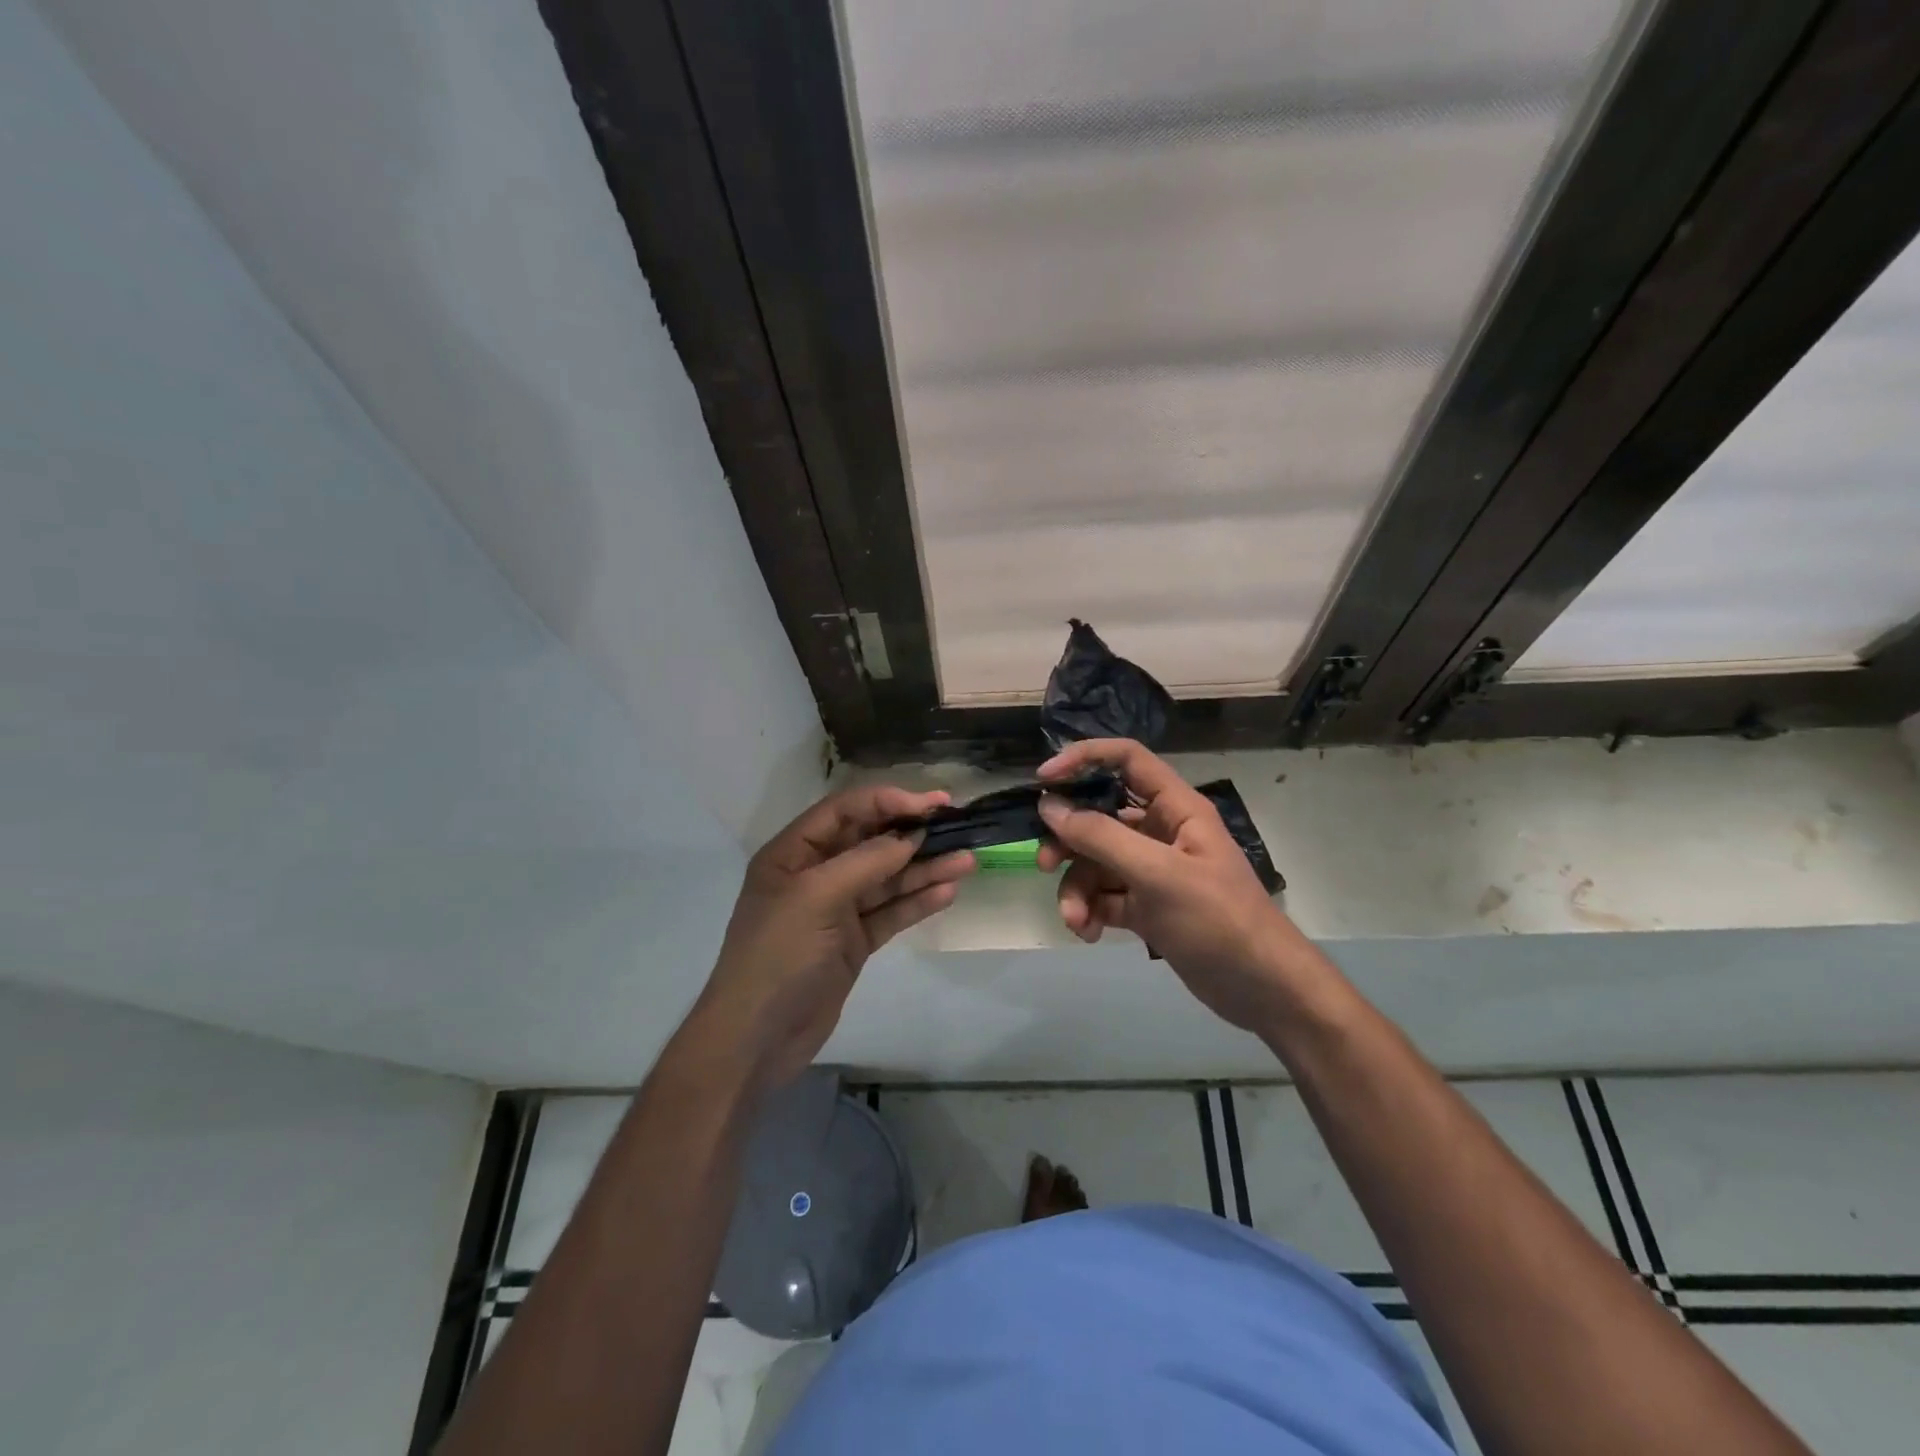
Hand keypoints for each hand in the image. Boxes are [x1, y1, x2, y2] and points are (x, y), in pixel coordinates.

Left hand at [685, 785, 975, 1089]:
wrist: (757, 1039)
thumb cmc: (778, 956)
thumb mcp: (816, 898)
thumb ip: (866, 863)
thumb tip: (910, 836)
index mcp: (792, 853)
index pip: (845, 811)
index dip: (887, 801)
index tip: (931, 804)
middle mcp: (815, 875)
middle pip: (870, 843)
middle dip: (912, 833)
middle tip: (958, 825)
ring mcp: (835, 910)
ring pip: (886, 879)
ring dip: (924, 869)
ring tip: (967, 860)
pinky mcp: (853, 942)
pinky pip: (890, 913)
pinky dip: (916, 902)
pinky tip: (947, 893)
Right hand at [1035, 740, 1310, 1033]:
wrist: (1261, 988)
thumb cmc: (1216, 918)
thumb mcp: (1157, 874)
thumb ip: (1100, 837)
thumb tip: (1049, 806)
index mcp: (1175, 808)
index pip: (1126, 760)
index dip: (1084, 759)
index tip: (1044, 781)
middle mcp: (1161, 832)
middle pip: (1100, 816)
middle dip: (1069, 840)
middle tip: (1044, 863)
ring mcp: (1152, 871)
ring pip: (1096, 862)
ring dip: (1077, 889)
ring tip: (1076, 920)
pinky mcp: (1146, 906)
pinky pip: (1104, 896)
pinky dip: (1091, 911)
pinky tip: (1090, 933)